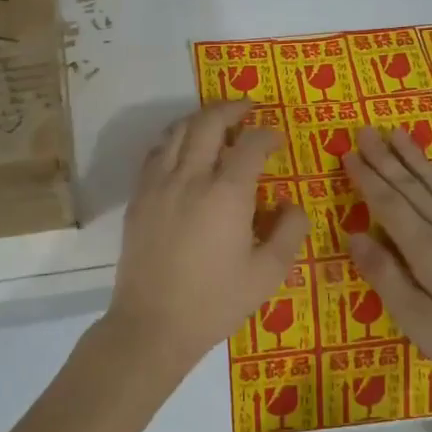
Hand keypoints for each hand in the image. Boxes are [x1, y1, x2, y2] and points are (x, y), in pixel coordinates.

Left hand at [104, 101, 310, 375]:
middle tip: (248, 106)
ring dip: (200, 118)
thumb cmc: (215, 302)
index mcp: (226, 193)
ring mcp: (158, 184)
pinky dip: (174, 139)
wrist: (152, 324)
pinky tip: (183, 149)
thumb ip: (288, 232)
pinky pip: (155, 152)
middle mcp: (190, 177)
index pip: (251, 145)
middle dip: (231, 107)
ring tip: (217, 121)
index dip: (268, 134)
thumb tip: (292, 205)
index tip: (277, 138)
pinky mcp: (138, 197)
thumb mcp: (267, 274)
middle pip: (208, 122)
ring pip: (177, 131)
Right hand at [342, 127, 431, 409]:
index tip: (348, 154)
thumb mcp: (418, 322)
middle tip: (365, 130)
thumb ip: (385, 276)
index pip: (389, 205)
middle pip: (413, 188)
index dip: (367, 178)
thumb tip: (353, 235)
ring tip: (399, 134)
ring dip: (418, 159)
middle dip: (386, 159)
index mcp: (427, 250)